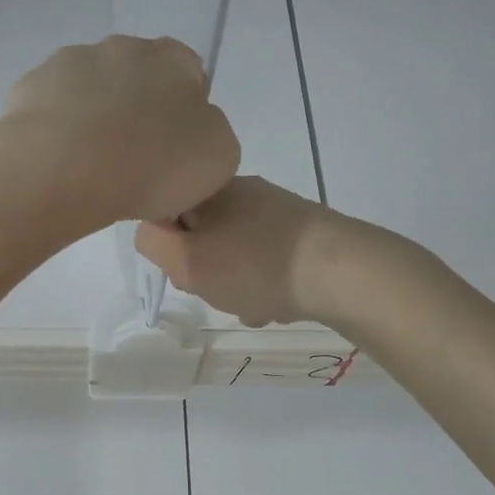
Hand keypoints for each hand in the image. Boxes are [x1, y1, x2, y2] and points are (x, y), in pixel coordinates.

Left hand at [0, 36, 240, 229]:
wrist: (65, 171)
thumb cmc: (153, 164)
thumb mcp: (217, 158)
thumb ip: (212, 135)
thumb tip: (191, 134)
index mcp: (172, 58)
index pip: (189, 75)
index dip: (184, 117)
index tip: (174, 156)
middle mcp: (120, 46)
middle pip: (135, 80)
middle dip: (135, 114)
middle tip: (132, 165)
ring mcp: (68, 63)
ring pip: (89, 92)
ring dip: (93, 120)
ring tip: (90, 171)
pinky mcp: (27, 89)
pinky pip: (50, 112)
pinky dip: (55, 133)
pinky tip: (58, 166)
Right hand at [136, 175, 373, 326]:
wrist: (341, 272)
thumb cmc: (254, 266)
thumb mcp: (186, 259)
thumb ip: (153, 243)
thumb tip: (153, 233)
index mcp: (212, 189)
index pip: (168, 211)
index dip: (167, 245)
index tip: (182, 268)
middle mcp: (245, 192)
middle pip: (203, 236)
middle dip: (205, 270)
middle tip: (216, 290)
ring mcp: (278, 212)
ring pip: (236, 254)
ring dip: (235, 285)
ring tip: (252, 305)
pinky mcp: (305, 234)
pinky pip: (267, 263)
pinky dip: (264, 286)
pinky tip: (276, 305)